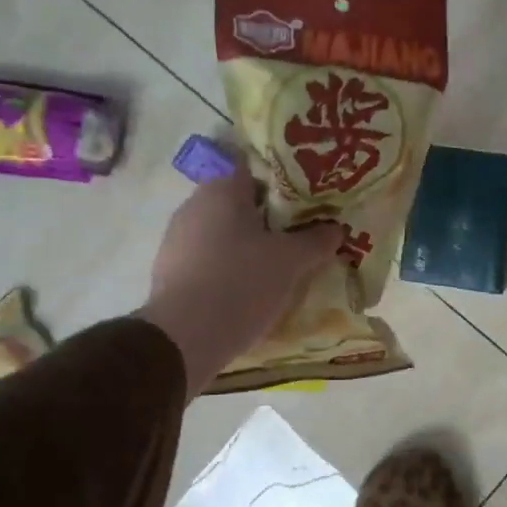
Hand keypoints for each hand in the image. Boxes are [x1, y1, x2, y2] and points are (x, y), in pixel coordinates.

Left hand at [137, 174, 341, 394]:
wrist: (184, 339)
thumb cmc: (241, 284)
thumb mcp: (291, 261)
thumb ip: (316, 240)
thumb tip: (336, 228)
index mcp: (221, 190)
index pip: (255, 168)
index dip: (284, 180)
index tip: (308, 198)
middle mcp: (194, 206)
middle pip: (241, 201)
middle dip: (271, 215)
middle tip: (302, 231)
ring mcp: (177, 239)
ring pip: (225, 231)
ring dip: (250, 243)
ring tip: (282, 262)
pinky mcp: (171, 270)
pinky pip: (210, 258)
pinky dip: (231, 265)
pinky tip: (252, 286)